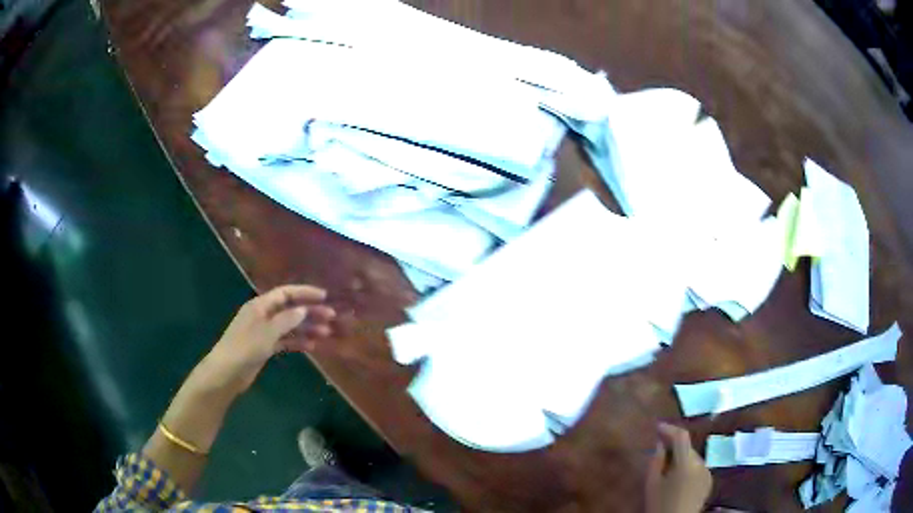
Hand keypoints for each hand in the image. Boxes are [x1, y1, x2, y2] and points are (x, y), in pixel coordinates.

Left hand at [200, 284, 335, 392]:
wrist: (227, 373)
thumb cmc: (244, 348)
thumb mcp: (266, 333)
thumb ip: (286, 320)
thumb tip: (303, 309)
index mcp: (260, 306)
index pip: (285, 293)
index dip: (304, 293)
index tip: (324, 296)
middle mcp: (263, 315)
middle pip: (290, 309)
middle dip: (310, 312)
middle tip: (330, 317)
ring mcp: (264, 332)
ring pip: (289, 326)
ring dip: (306, 328)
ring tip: (325, 333)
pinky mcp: (265, 347)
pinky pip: (285, 341)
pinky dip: (297, 342)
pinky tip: (311, 346)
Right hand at [645, 422, 712, 512]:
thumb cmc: (659, 505)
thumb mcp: (651, 484)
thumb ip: (656, 461)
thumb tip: (660, 444)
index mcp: (686, 464)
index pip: (681, 436)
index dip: (670, 429)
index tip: (658, 427)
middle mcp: (701, 464)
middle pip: (687, 448)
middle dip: (674, 447)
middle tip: (659, 451)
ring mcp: (707, 472)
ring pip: (692, 458)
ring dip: (681, 458)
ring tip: (667, 469)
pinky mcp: (709, 481)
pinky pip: (697, 467)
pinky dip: (688, 468)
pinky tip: (678, 480)